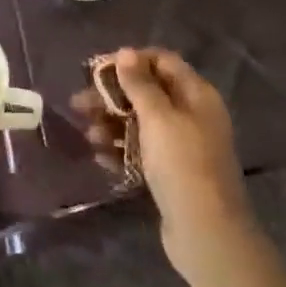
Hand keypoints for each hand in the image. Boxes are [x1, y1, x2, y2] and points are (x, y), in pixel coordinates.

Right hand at [73, 47, 254, 281]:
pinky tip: (101, 157)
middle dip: (113, 96)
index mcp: (197, 94)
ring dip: (112, 124)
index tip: (99, 69)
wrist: (206, 234)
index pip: (162, 61)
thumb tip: (126, 52)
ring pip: (142, 123)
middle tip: (79, 103)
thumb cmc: (182, 164)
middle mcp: (192, 115)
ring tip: (89, 134)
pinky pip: (143, 151)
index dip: (131, 61)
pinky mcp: (172, 174)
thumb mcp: (158, 117)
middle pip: (148, 93)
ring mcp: (183, 147)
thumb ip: (139, 84)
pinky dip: (122, 150)